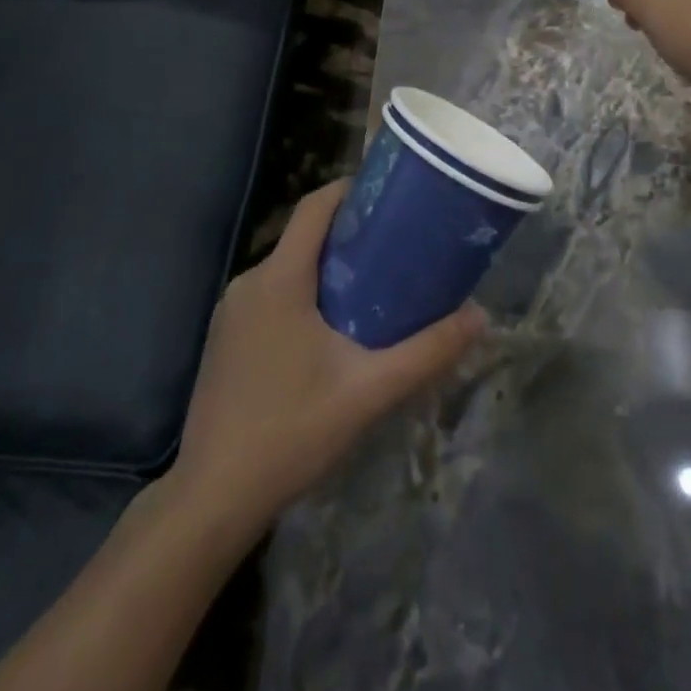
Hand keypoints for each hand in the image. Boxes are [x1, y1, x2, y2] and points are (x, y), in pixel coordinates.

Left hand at [166, 181, 486, 536]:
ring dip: (328, 268)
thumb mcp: (369, 391)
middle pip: (304, 236)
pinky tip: (333, 330)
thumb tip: (479, 317)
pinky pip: (271, 296)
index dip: (352, 190)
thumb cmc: (291, 432)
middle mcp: (249, 283)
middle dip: (350, 234)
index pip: (315, 206)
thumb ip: (427, 352)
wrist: (211, 500)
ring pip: (288, 269)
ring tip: (376, 286)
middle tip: (398, 246)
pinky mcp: (226, 340)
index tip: (391, 196)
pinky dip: (305, 294)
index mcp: (279, 279)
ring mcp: (232, 313)